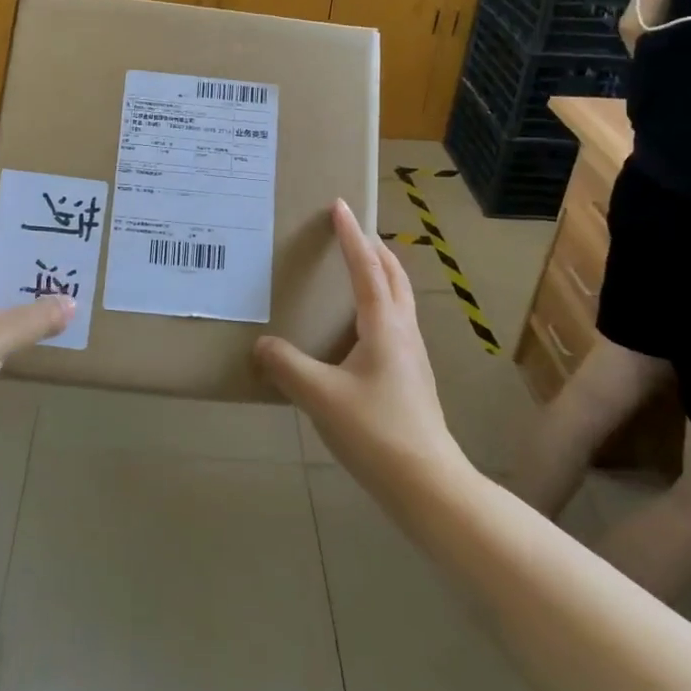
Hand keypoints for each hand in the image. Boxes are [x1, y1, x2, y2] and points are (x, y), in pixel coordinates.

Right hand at [254, 199, 461, 484]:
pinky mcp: (411, 376)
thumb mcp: (320, 397)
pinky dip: (379, 303)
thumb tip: (262, 346)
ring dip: (381, 274)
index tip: (340, 205)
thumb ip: (287, 366)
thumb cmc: (376, 432)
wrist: (429, 484)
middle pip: (393, 275)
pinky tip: (359, 328)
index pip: (365, 267)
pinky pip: (395, 322)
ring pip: (399, 299)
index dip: (350, 235)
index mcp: (383, 325)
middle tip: (351, 231)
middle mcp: (402, 331)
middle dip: (374, 248)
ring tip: (357, 270)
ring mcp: (412, 355)